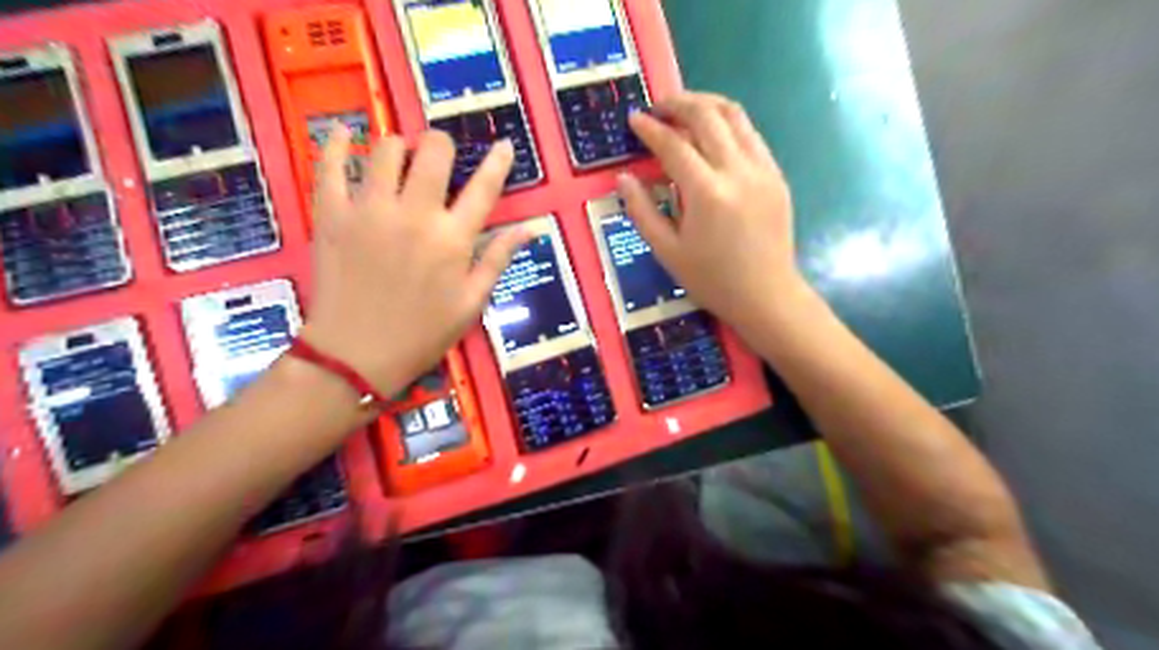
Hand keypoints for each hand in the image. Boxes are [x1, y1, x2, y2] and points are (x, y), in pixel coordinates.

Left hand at [299, 125, 530, 393]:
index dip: (498, 162)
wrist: (356, 355)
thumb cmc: (422, 333)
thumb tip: (532, 228)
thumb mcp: (472, 302)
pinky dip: (333, 143)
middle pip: (433, 152)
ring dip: (398, 147)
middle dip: (441, 146)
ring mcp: (369, 210)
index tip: (505, 144)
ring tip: (398, 158)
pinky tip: (340, 132)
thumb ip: (499, 258)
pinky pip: (328, 165)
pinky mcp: (331, 215)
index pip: (484, 188)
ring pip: (384, 149)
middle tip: (438, 158)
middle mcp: (415, 214)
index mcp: (453, 239)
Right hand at [616, 95, 813, 336]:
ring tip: (684, 110)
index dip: (650, 128)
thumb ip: (642, 211)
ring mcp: (763, 169)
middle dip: (678, 104)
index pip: (673, 144)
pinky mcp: (776, 175)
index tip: (634, 119)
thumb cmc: (711, 280)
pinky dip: (728, 125)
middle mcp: (737, 171)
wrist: (766, 296)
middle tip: (657, 107)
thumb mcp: (667, 251)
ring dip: (706, 105)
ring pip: (735, 116)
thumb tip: (623, 178)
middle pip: (707, 116)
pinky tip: (713, 136)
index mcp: (707, 193)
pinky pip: (750, 135)